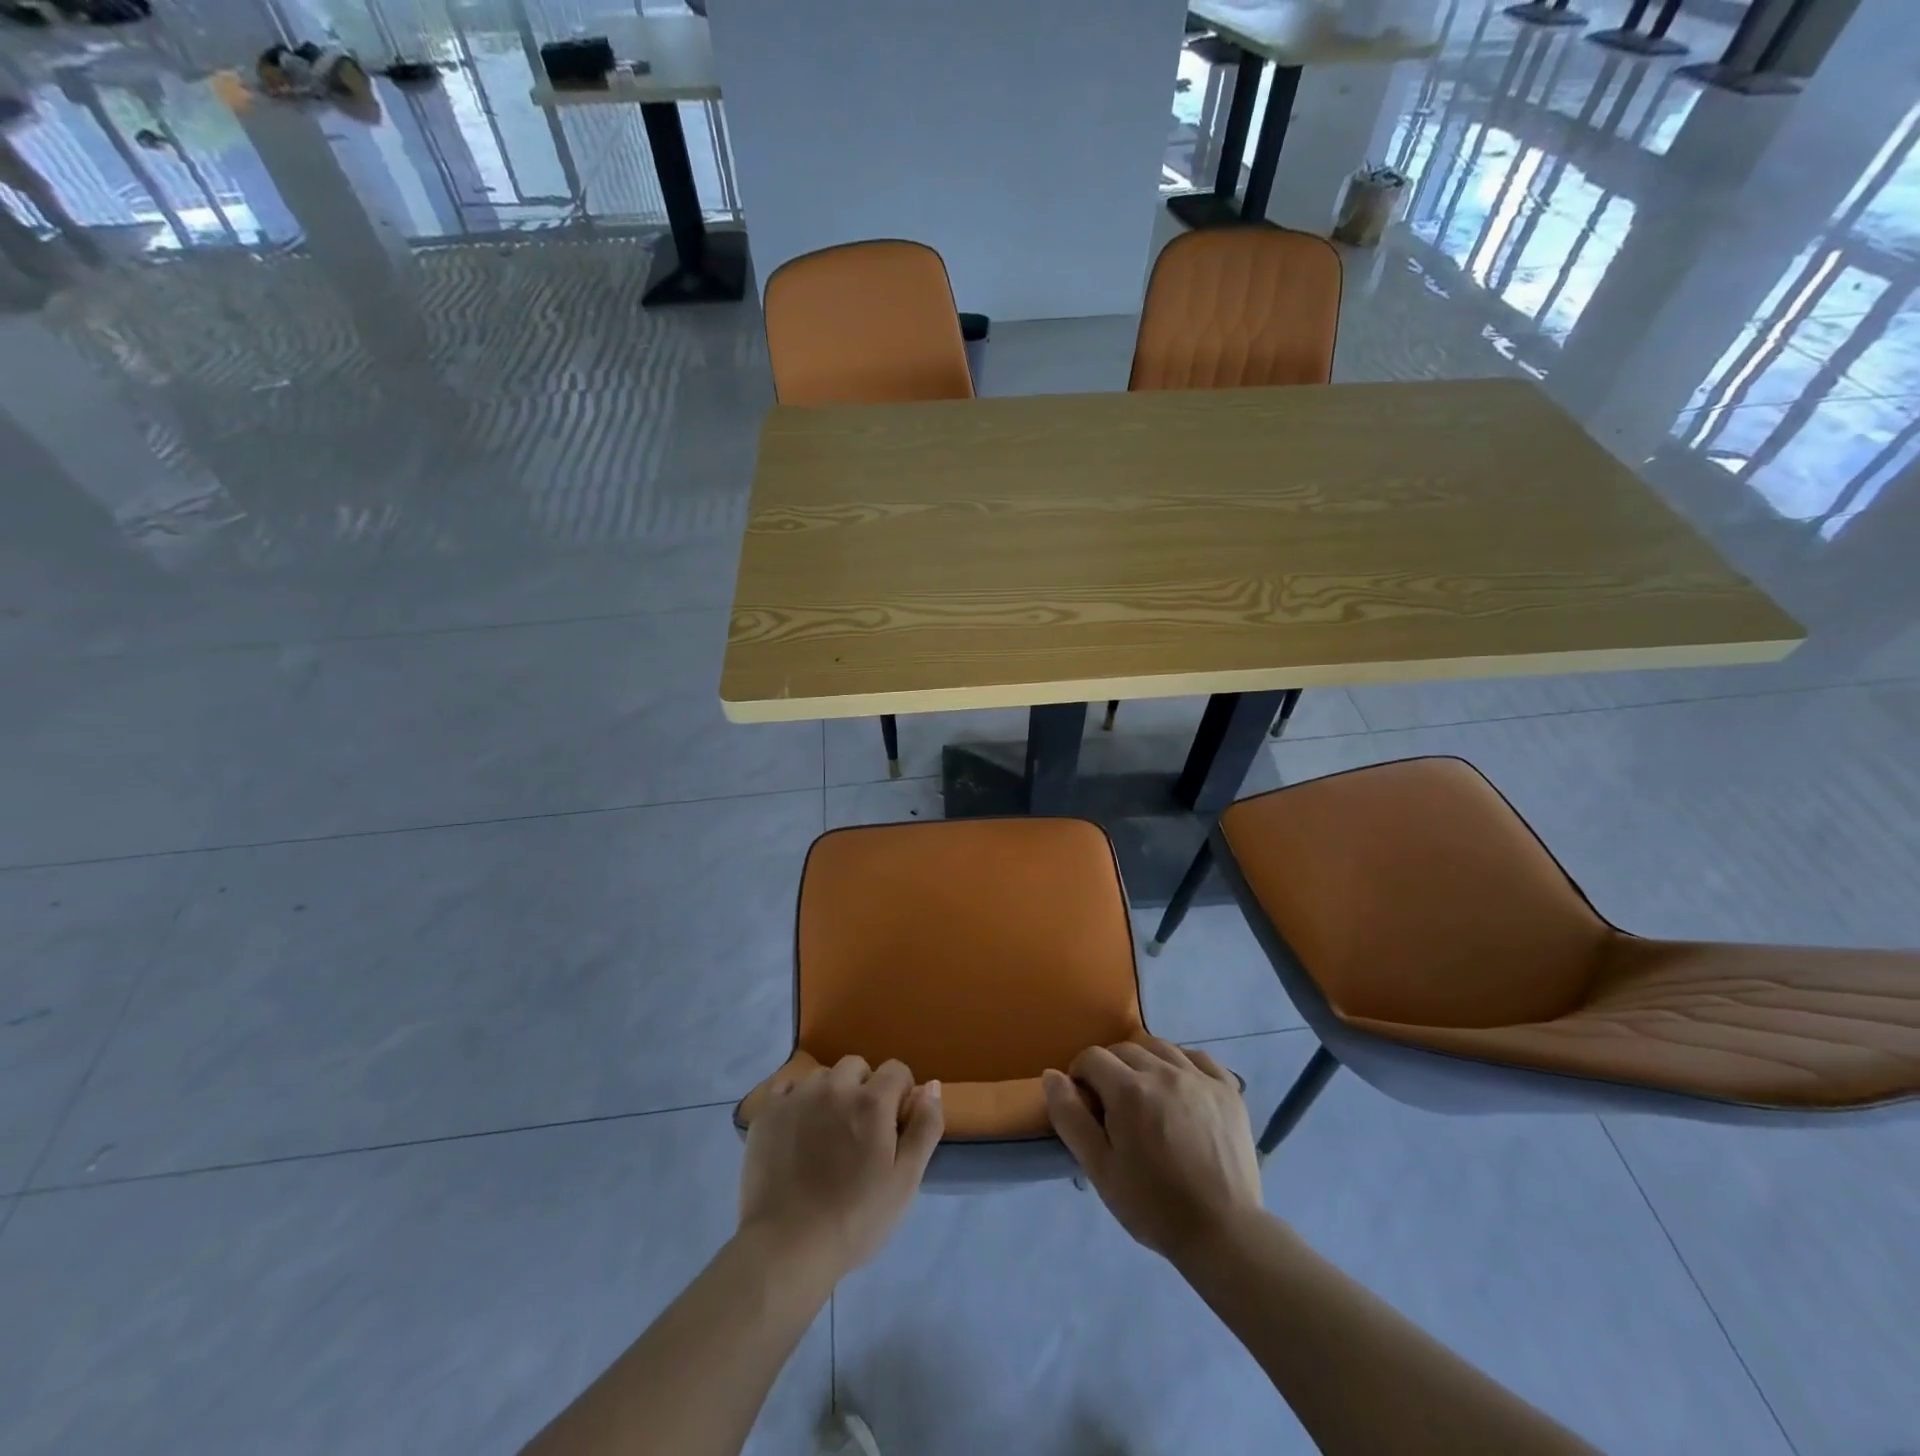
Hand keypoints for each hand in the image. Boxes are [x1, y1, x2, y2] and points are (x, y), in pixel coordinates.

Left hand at [738, 1057, 942, 1284]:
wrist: (787, 1248)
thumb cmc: (855, 1219)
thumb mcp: (905, 1181)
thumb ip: (925, 1127)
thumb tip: (931, 1086)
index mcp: (872, 1101)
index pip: (896, 1070)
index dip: (900, 1095)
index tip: (893, 1127)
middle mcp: (835, 1086)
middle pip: (857, 1067)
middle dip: (864, 1090)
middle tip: (859, 1133)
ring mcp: (797, 1096)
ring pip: (822, 1077)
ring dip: (830, 1095)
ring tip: (825, 1136)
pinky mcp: (767, 1111)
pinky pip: (787, 1087)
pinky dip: (796, 1101)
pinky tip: (796, 1132)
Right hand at [1043, 1039, 1261, 1261]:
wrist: (1223, 1233)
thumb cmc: (1153, 1206)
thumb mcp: (1100, 1169)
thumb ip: (1071, 1117)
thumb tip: (1051, 1075)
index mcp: (1129, 1090)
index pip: (1092, 1058)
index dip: (1080, 1076)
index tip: (1086, 1104)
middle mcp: (1164, 1071)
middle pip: (1125, 1048)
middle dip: (1110, 1069)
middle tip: (1113, 1105)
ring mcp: (1199, 1077)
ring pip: (1160, 1047)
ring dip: (1144, 1062)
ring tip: (1145, 1094)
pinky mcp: (1228, 1089)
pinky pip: (1199, 1057)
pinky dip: (1183, 1063)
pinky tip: (1180, 1086)